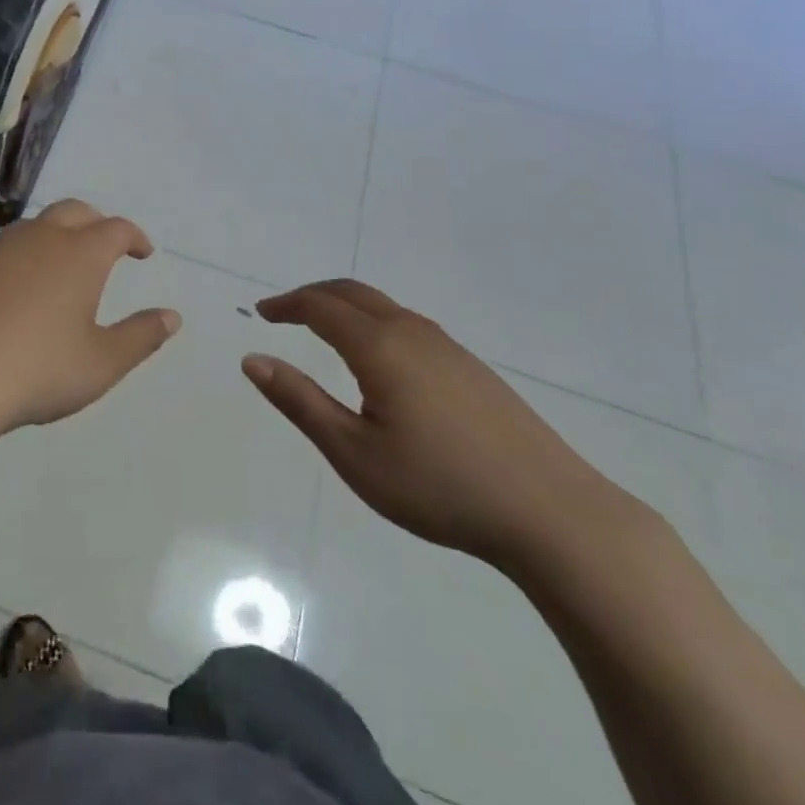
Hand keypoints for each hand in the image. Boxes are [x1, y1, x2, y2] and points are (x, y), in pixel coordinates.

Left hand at [0, 200, 180, 444]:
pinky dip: (20, 258)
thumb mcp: (101, 363)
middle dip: (96, 223)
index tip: (143, 252)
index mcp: (79, 254)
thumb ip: (140, 336)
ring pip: (34, 225)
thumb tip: (172, 316)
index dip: (134, 237)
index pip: (116, 228)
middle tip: (105, 244)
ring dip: (55, 235)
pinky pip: (1, 250)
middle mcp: (40, 238)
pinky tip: (14, 290)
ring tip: (61, 264)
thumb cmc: (38, 369)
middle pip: (75, 211)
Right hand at [244, 281, 638, 570]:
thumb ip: (300, 402)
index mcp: (379, 347)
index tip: (261, 314)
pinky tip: (380, 361)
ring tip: (323, 331)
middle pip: (352, 292)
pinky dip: (375, 322)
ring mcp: (448, 346)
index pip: (320, 306)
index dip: (286, 305)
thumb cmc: (440, 486)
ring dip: (345, 306)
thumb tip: (253, 360)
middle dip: (312, 295)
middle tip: (284, 313)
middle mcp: (411, 331)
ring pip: (384, 305)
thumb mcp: (354, 453)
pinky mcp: (471, 367)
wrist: (552, 512)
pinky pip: (408, 324)